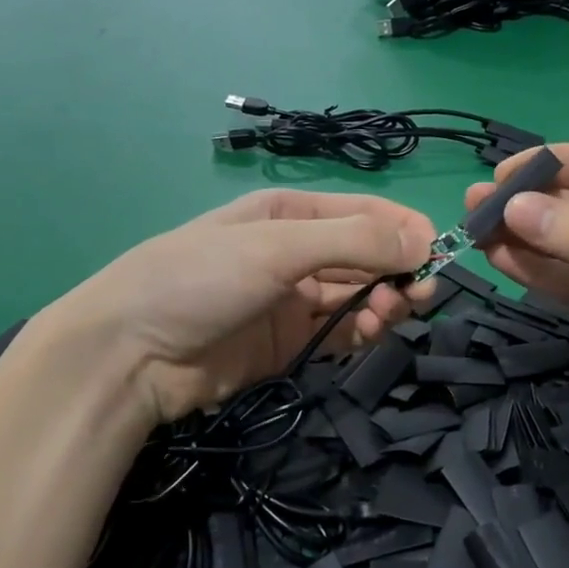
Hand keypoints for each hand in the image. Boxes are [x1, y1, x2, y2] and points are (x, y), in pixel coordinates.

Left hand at [45, 190, 436, 424]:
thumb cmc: (200, 279)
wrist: (130, 355)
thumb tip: (426, 238)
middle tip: (416, 295)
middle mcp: (297, 252)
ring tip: (386, 316)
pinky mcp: (291, 345)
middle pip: (368, 256)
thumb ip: (353, 240)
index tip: (437, 255)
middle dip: (397, 270)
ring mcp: (294, 301)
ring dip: (384, 303)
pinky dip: (364, 331)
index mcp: (291, 214)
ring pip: (360, 296)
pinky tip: (371, 332)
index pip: (365, 213)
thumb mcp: (277, 246)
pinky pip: (342, 332)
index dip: (405, 230)